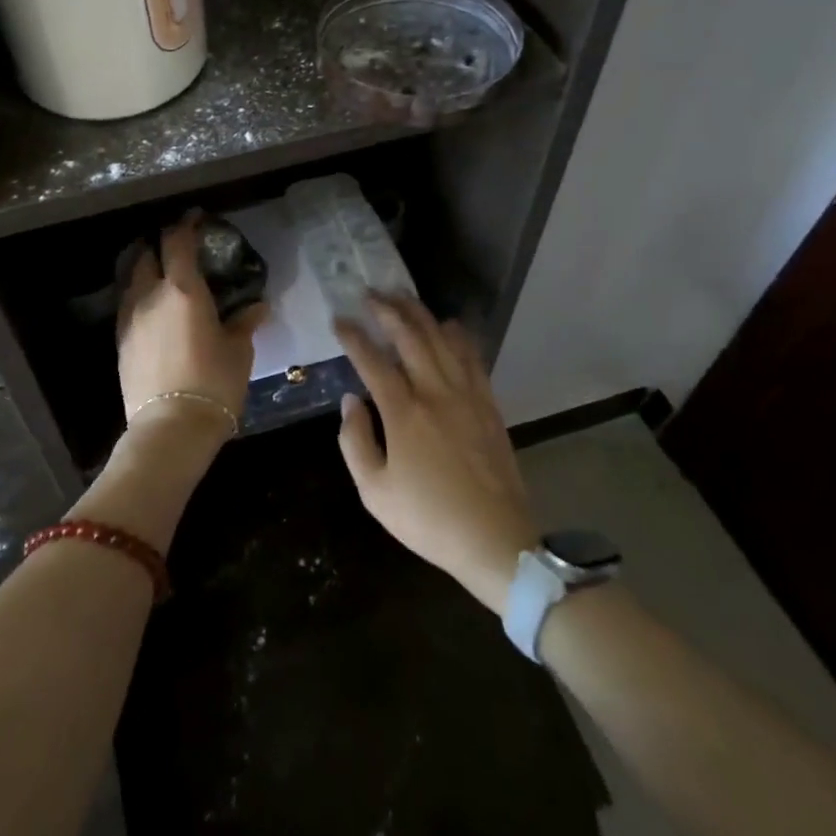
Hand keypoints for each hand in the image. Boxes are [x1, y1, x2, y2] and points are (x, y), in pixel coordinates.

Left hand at [117, 214, 268, 439]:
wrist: (170, 427)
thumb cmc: (213, 382)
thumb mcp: (238, 350)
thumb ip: (244, 322)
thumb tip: (259, 306)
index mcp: (183, 290)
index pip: (178, 242)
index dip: (185, 224)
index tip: (194, 217)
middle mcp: (150, 295)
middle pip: (146, 254)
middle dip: (159, 244)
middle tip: (177, 248)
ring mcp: (130, 318)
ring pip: (131, 279)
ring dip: (145, 269)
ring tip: (162, 275)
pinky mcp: (121, 341)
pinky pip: (128, 305)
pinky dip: (139, 296)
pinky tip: (153, 310)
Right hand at [334, 295, 539, 614]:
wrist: (496, 541)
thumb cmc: (428, 519)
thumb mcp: (374, 492)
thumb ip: (355, 441)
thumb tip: (350, 401)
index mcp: (404, 412)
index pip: (372, 362)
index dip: (353, 337)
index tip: (339, 320)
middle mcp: (436, 392)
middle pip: (410, 338)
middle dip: (387, 311)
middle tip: (370, 294)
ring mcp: (467, 395)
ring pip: (442, 340)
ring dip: (420, 314)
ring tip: (403, 297)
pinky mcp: (488, 404)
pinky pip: (472, 358)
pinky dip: (458, 336)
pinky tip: (449, 325)